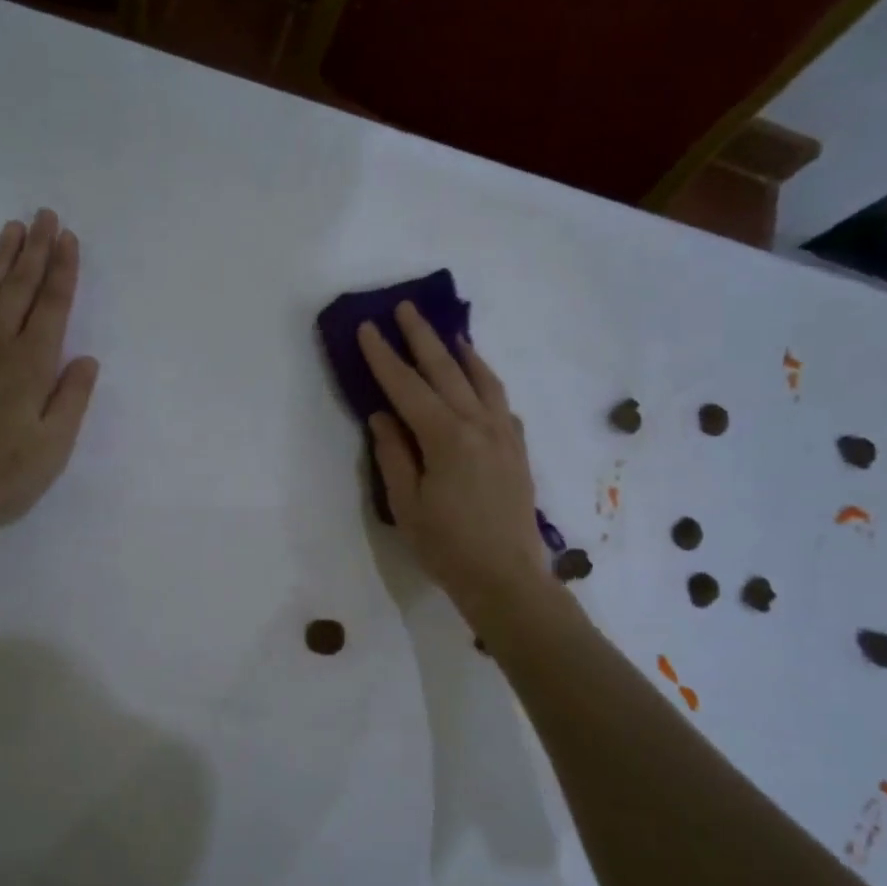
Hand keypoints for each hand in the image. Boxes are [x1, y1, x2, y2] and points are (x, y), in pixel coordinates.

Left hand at [0, 210, 99, 537]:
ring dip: (1, 259)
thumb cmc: (0, 475)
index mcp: (32, 367)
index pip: (53, 308)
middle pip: (20, 290)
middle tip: (45, 215)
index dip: (63, 272)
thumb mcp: (53, 448)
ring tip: (13, 228)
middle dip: (36, 251)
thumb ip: (72, 400)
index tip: (68, 238)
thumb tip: (87, 360)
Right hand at [358, 304, 549, 619]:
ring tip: (447, 332)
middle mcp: (479, 424)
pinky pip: (500, 400)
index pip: (407, 387)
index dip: (384, 357)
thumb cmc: (447, 547)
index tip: (368, 329)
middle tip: (406, 308)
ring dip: (461, 352)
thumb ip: (394, 455)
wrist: (506, 577)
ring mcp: (504, 434)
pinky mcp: (517, 448)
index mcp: (446, 437)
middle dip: (422, 338)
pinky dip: (485, 380)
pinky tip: (478, 378)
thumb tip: (382, 416)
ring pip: (481, 379)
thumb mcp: (407, 505)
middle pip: (446, 371)